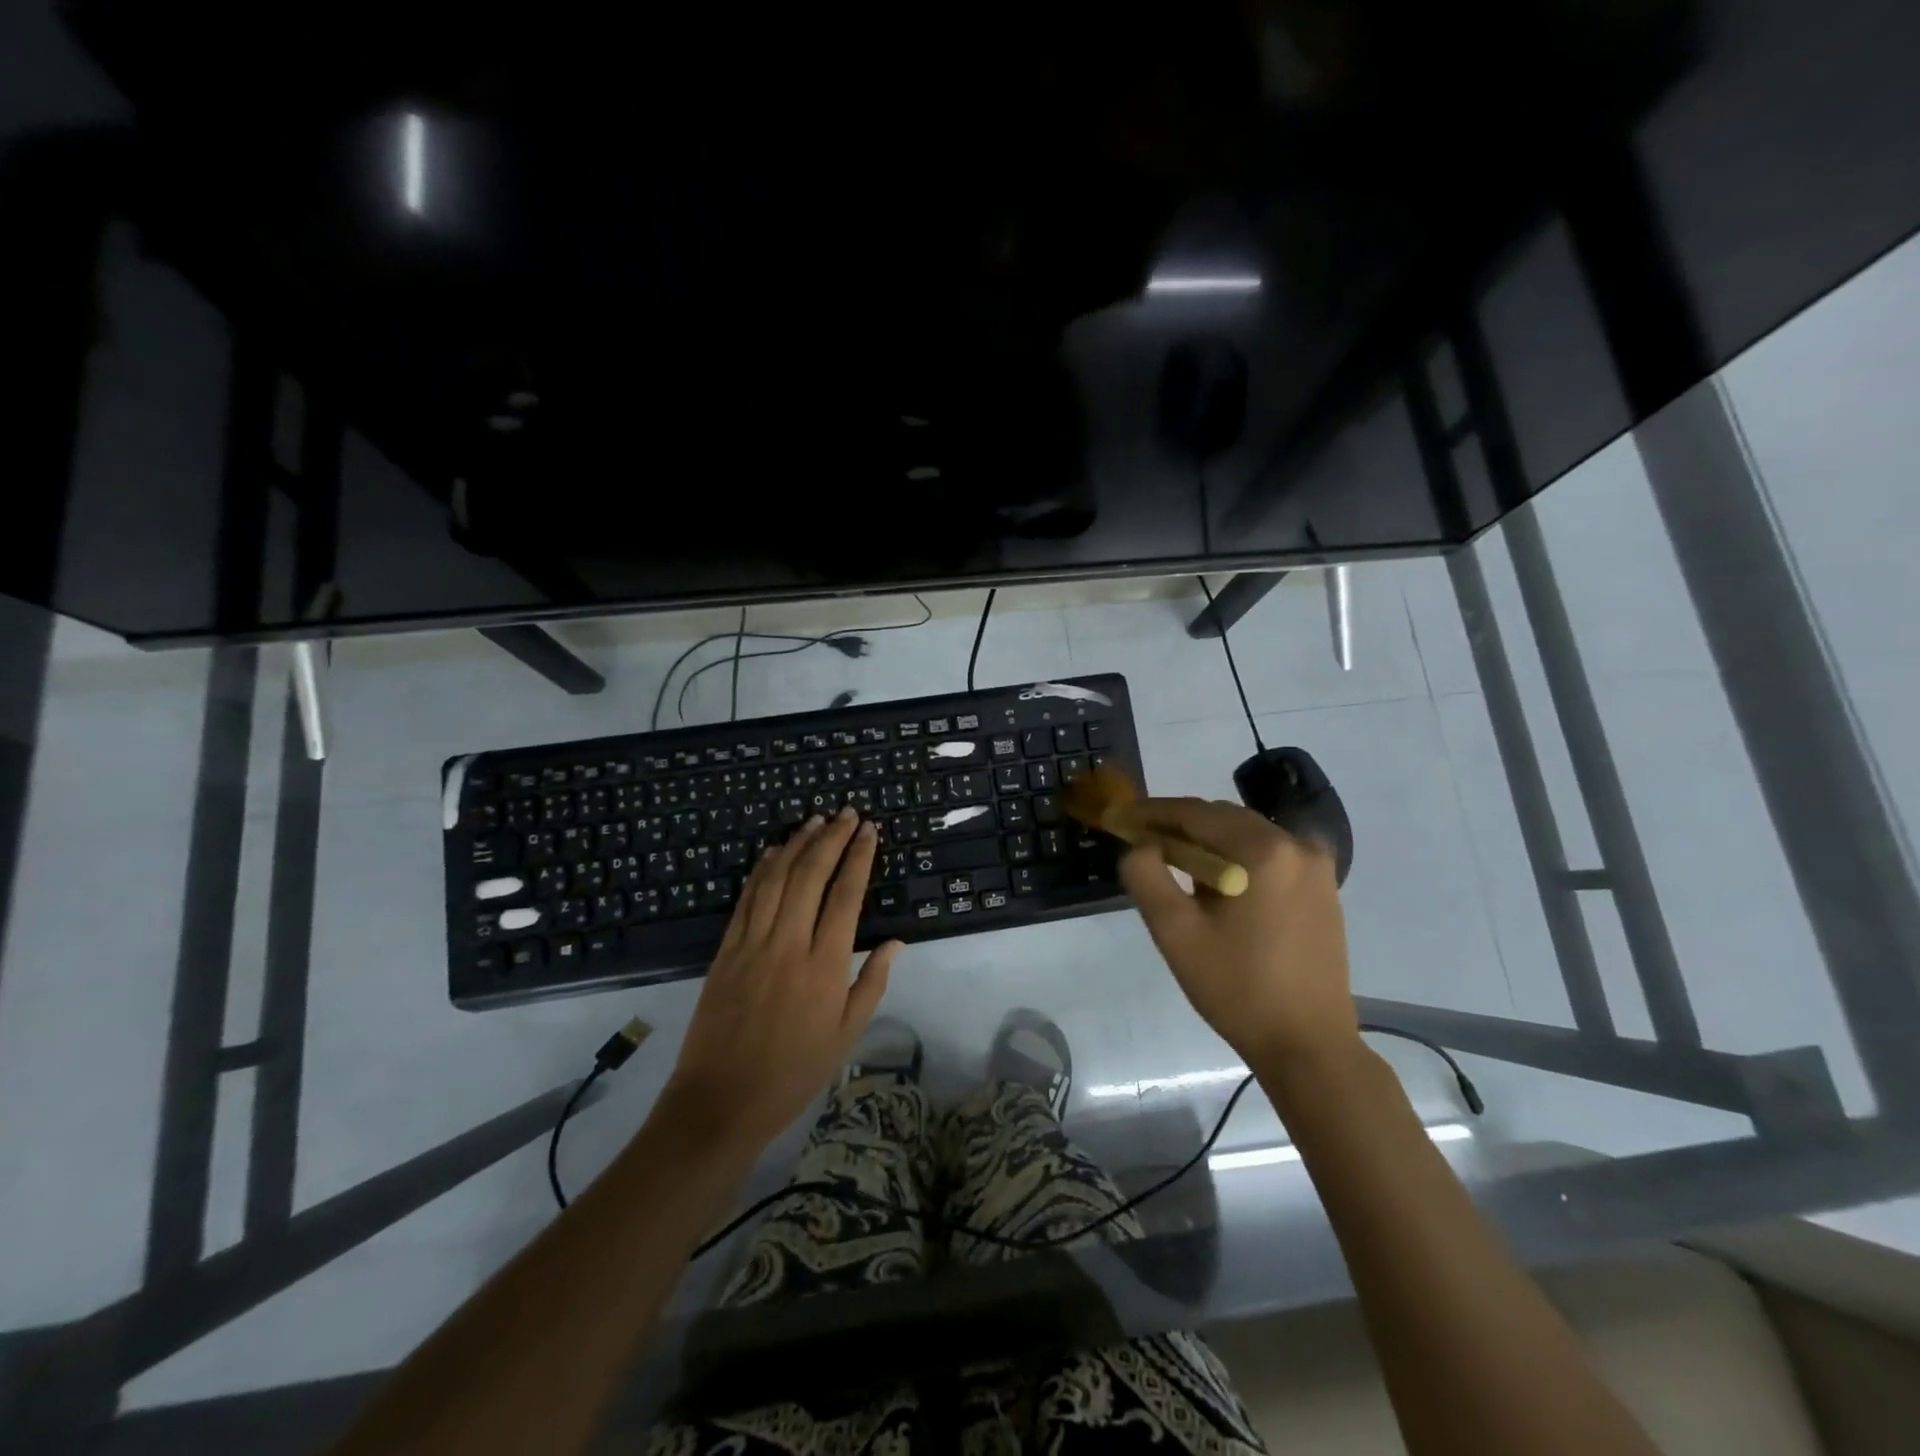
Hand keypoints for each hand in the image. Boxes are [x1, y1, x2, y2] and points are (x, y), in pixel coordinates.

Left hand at [661, 809, 902, 1151]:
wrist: (721, 1100)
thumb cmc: (793, 1071)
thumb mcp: (845, 1034)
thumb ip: (872, 983)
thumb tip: (896, 942)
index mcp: (825, 965)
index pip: (846, 895)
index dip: (859, 857)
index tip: (870, 830)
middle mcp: (789, 943)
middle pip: (811, 876)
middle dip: (831, 839)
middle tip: (847, 813)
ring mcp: (752, 943)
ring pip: (777, 879)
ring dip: (797, 845)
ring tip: (815, 821)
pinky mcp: (725, 950)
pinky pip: (746, 899)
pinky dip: (761, 870)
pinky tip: (773, 852)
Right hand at [1118, 797, 1356, 1070]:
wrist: (1307, 1045)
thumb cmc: (1236, 987)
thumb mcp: (1175, 932)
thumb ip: (1146, 877)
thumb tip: (1140, 845)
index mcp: (1263, 850)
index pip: (1195, 813)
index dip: (1152, 812)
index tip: (1119, 817)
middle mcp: (1296, 845)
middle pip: (1223, 818)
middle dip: (1179, 825)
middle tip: (1140, 841)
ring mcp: (1316, 866)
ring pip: (1247, 834)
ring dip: (1208, 841)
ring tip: (1173, 864)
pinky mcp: (1323, 888)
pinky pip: (1270, 855)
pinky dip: (1237, 857)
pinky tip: (1216, 885)